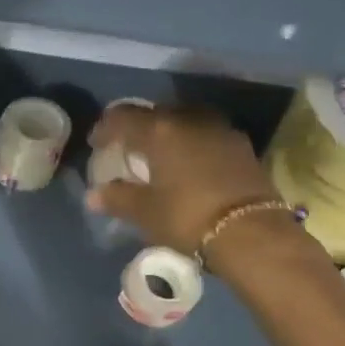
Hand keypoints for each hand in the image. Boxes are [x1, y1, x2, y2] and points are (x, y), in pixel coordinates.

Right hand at [84, 104, 280, 254]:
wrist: (251, 232)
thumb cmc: (187, 217)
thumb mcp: (146, 212)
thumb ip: (118, 198)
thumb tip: (94, 195)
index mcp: (160, 130)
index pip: (123, 117)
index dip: (105, 128)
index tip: (96, 143)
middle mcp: (189, 119)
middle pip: (156, 114)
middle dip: (139, 128)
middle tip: (129, 148)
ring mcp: (220, 129)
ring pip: (185, 121)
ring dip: (169, 133)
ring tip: (161, 155)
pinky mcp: (241, 145)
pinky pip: (207, 135)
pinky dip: (193, 144)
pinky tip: (190, 164)